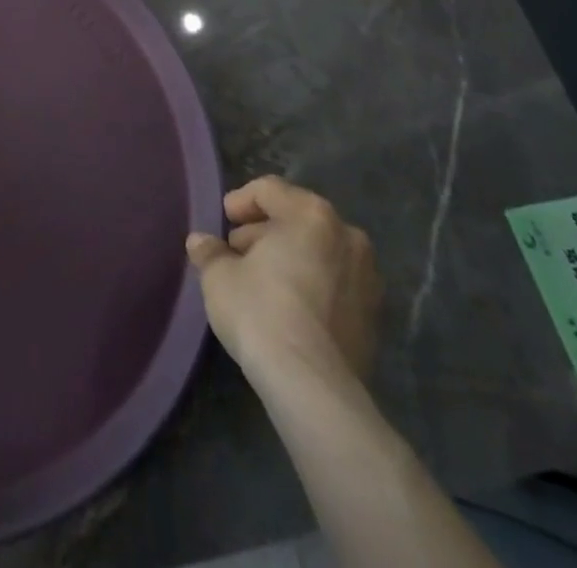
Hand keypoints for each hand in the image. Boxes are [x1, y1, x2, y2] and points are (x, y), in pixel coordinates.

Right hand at [185, 176, 381, 387]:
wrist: (313, 386)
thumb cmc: (261, 311)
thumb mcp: (219, 276)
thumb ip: (210, 252)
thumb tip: (201, 243)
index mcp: (311, 214)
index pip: (268, 190)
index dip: (240, 202)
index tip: (223, 223)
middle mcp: (347, 236)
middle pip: (297, 219)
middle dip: (265, 232)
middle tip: (238, 254)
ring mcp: (368, 278)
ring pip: (320, 252)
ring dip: (291, 258)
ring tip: (262, 283)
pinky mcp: (375, 317)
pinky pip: (335, 285)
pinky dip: (313, 286)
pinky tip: (288, 309)